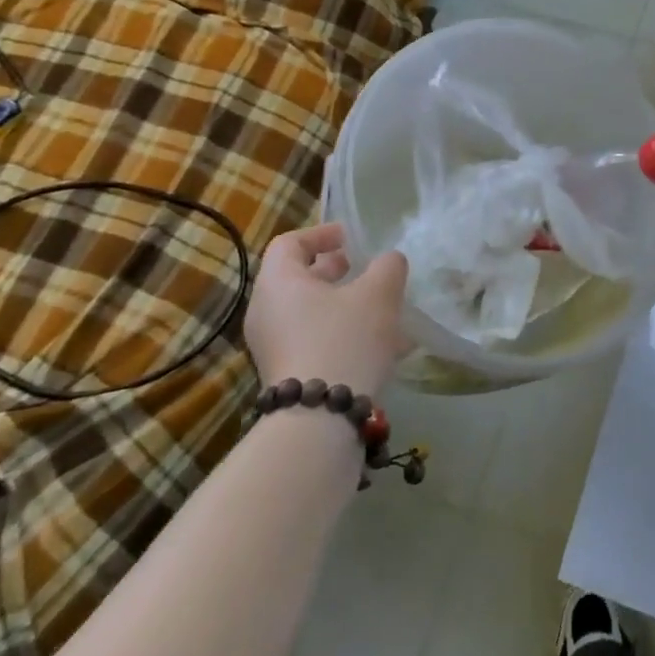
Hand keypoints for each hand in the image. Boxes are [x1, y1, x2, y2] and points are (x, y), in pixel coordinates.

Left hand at [244, 224, 409, 395]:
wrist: (319, 421)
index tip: (350, 238)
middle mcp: (266, 312)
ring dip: (344, 304)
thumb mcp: (379, 293)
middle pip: (297, 278)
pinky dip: (342, 333)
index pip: (289, 243)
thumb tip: (388, 262)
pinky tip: (380, 345)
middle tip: (363, 269)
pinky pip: (314, 340)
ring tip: (381, 309)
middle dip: (334, 271)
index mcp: (279, 282)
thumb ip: (388, 266)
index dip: (321, 234)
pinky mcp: (286, 376)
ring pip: (309, 312)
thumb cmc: (345, 340)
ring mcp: (272, 347)